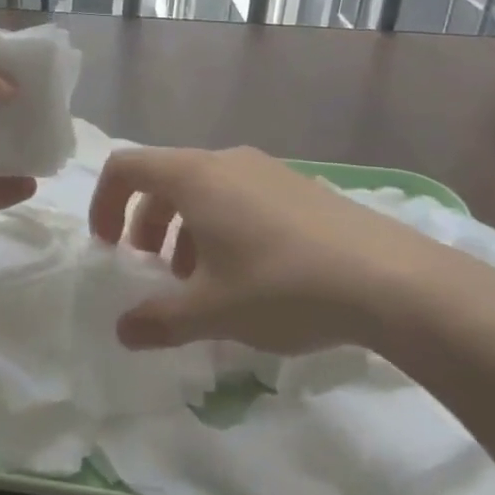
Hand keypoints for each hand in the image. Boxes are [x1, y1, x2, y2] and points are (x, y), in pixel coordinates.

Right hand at [88, 145, 456, 354]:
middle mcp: (226, 162)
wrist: (390, 280)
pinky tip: (247, 276)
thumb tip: (122, 331)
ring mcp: (267, 171)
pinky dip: (222, 228)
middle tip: (151, 269)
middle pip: (165, 179)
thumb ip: (159, 321)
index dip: (105, 202)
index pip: (126, 166)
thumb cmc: (282, 286)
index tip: (107, 246)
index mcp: (194, 177)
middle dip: (146, 222)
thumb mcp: (212, 311)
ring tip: (198, 280)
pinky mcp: (299, 188)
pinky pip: (241, 197)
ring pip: (205, 190)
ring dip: (185, 229)